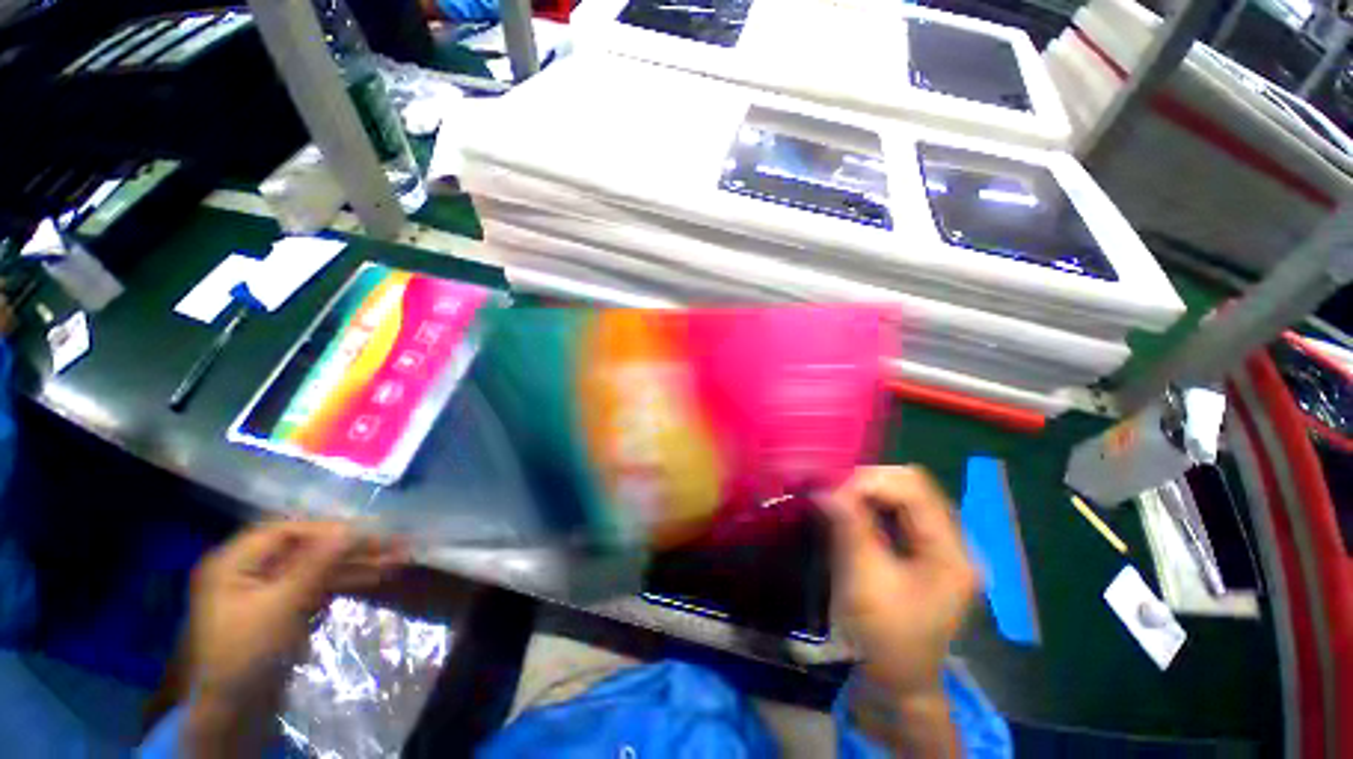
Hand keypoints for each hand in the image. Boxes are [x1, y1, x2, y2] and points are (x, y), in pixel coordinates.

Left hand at [186, 521, 405, 755]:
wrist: (233, 715)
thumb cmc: (248, 654)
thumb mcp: (283, 605)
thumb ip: (317, 564)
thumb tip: (352, 528)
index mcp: (234, 562)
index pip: (288, 531)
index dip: (329, 529)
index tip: (370, 533)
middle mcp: (249, 570)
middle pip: (307, 549)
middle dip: (351, 548)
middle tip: (393, 545)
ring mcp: (266, 592)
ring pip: (317, 569)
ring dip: (355, 564)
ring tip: (396, 561)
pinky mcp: (282, 611)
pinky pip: (317, 587)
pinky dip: (345, 582)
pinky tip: (376, 577)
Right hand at [826, 466, 977, 698]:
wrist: (896, 681)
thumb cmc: (885, 638)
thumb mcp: (865, 581)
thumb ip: (849, 528)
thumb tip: (824, 486)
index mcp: (950, 553)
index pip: (915, 490)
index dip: (870, 481)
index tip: (831, 489)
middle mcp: (951, 541)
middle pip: (912, 487)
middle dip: (868, 483)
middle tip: (831, 490)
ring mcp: (938, 545)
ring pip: (902, 495)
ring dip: (866, 491)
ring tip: (836, 497)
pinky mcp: (921, 550)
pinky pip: (895, 511)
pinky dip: (869, 504)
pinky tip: (848, 511)